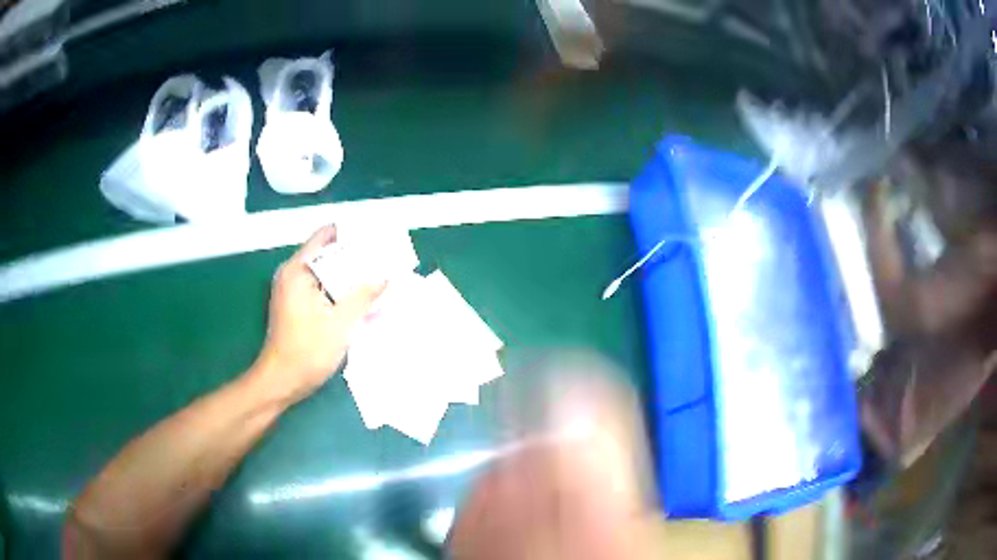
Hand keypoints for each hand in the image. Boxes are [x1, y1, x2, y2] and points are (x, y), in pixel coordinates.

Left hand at [251, 225, 384, 403]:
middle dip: (355, 256)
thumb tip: (387, 276)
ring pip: (325, 273)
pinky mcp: (296, 306)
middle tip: (384, 259)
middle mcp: (292, 274)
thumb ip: (364, 295)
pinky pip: (322, 289)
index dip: (351, 234)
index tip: (375, 237)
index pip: (325, 236)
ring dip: (349, 275)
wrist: (282, 381)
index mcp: (298, 270)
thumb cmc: (308, 350)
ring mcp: (292, 290)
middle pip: (327, 254)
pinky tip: (361, 299)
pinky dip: (339, 290)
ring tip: (378, 276)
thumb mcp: (341, 322)